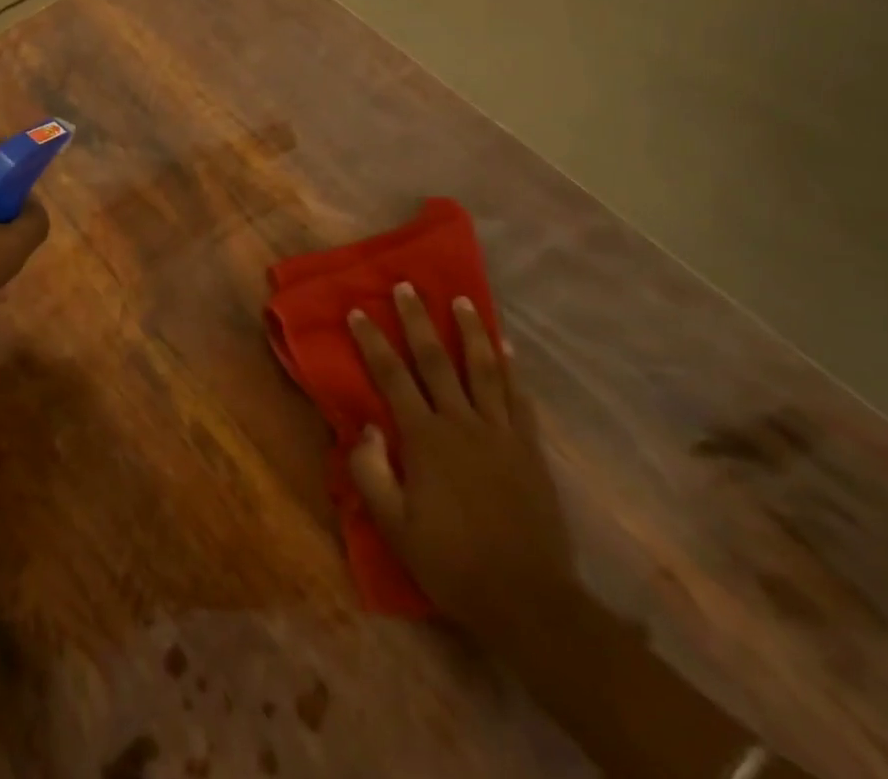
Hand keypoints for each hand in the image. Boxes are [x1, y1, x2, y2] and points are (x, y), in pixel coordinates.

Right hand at [347, 285, 580, 648]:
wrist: (528, 601)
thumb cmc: (451, 563)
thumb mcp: (394, 526)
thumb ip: (371, 472)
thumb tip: (366, 425)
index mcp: (425, 439)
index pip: (392, 377)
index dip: (372, 342)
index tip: (357, 311)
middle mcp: (462, 424)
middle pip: (436, 361)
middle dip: (418, 320)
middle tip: (407, 286)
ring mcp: (501, 434)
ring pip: (484, 369)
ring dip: (471, 331)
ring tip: (463, 300)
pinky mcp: (530, 450)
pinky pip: (519, 399)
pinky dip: (512, 369)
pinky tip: (508, 348)